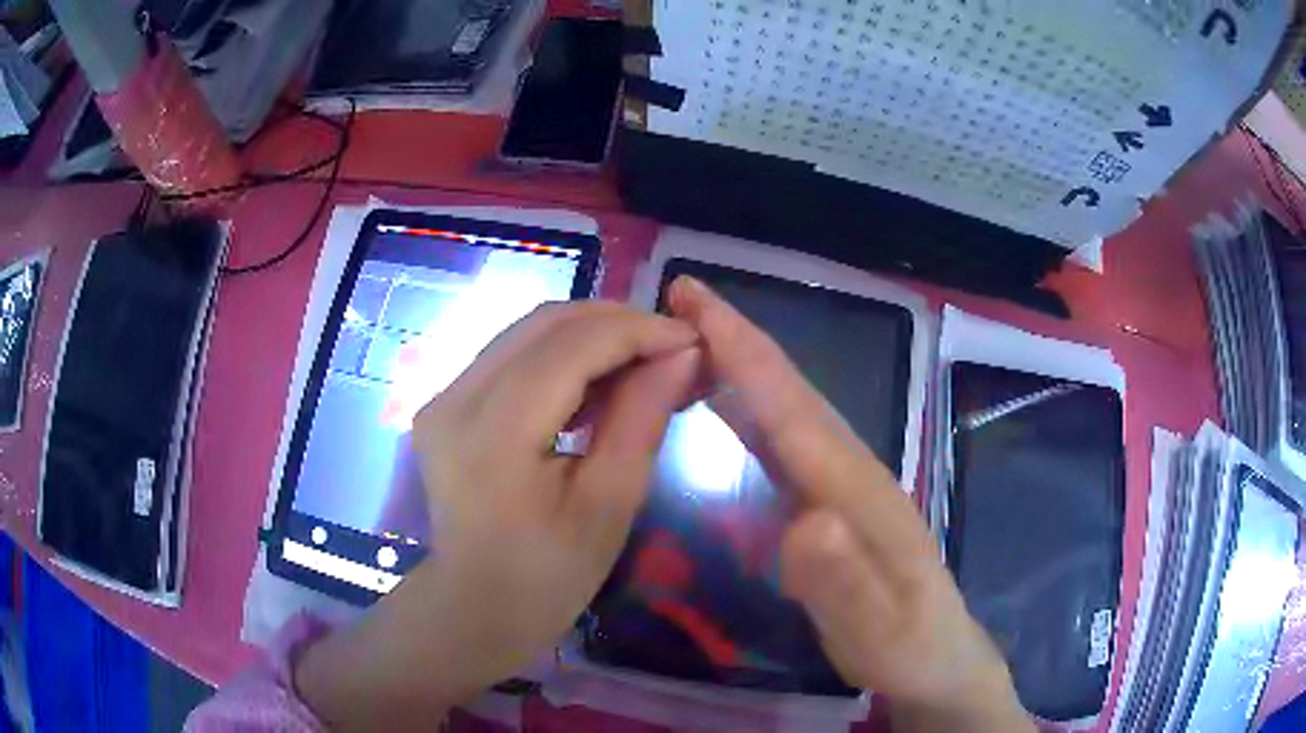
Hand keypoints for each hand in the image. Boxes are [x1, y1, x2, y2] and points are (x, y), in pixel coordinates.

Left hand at [295, 302, 700, 729]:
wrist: (473, 608)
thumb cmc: (548, 577)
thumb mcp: (609, 504)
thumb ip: (642, 417)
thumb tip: (683, 352)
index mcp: (492, 434)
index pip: (570, 346)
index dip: (637, 330)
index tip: (692, 338)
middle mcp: (455, 398)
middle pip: (544, 323)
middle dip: (616, 322)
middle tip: (671, 346)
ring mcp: (442, 396)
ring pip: (527, 332)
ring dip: (590, 334)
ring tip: (643, 360)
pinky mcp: (444, 403)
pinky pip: (511, 356)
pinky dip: (561, 355)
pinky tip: (597, 380)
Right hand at [667, 278, 1032, 731]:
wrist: (939, 657)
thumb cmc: (906, 646)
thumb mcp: (877, 631)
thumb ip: (844, 582)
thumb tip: (807, 521)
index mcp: (859, 492)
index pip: (795, 411)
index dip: (744, 354)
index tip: (695, 301)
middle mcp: (853, 471)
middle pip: (792, 392)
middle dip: (739, 338)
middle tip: (683, 294)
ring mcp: (846, 483)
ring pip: (790, 408)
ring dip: (745, 364)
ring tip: (694, 332)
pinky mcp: (834, 499)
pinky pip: (786, 440)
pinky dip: (754, 407)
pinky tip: (728, 403)